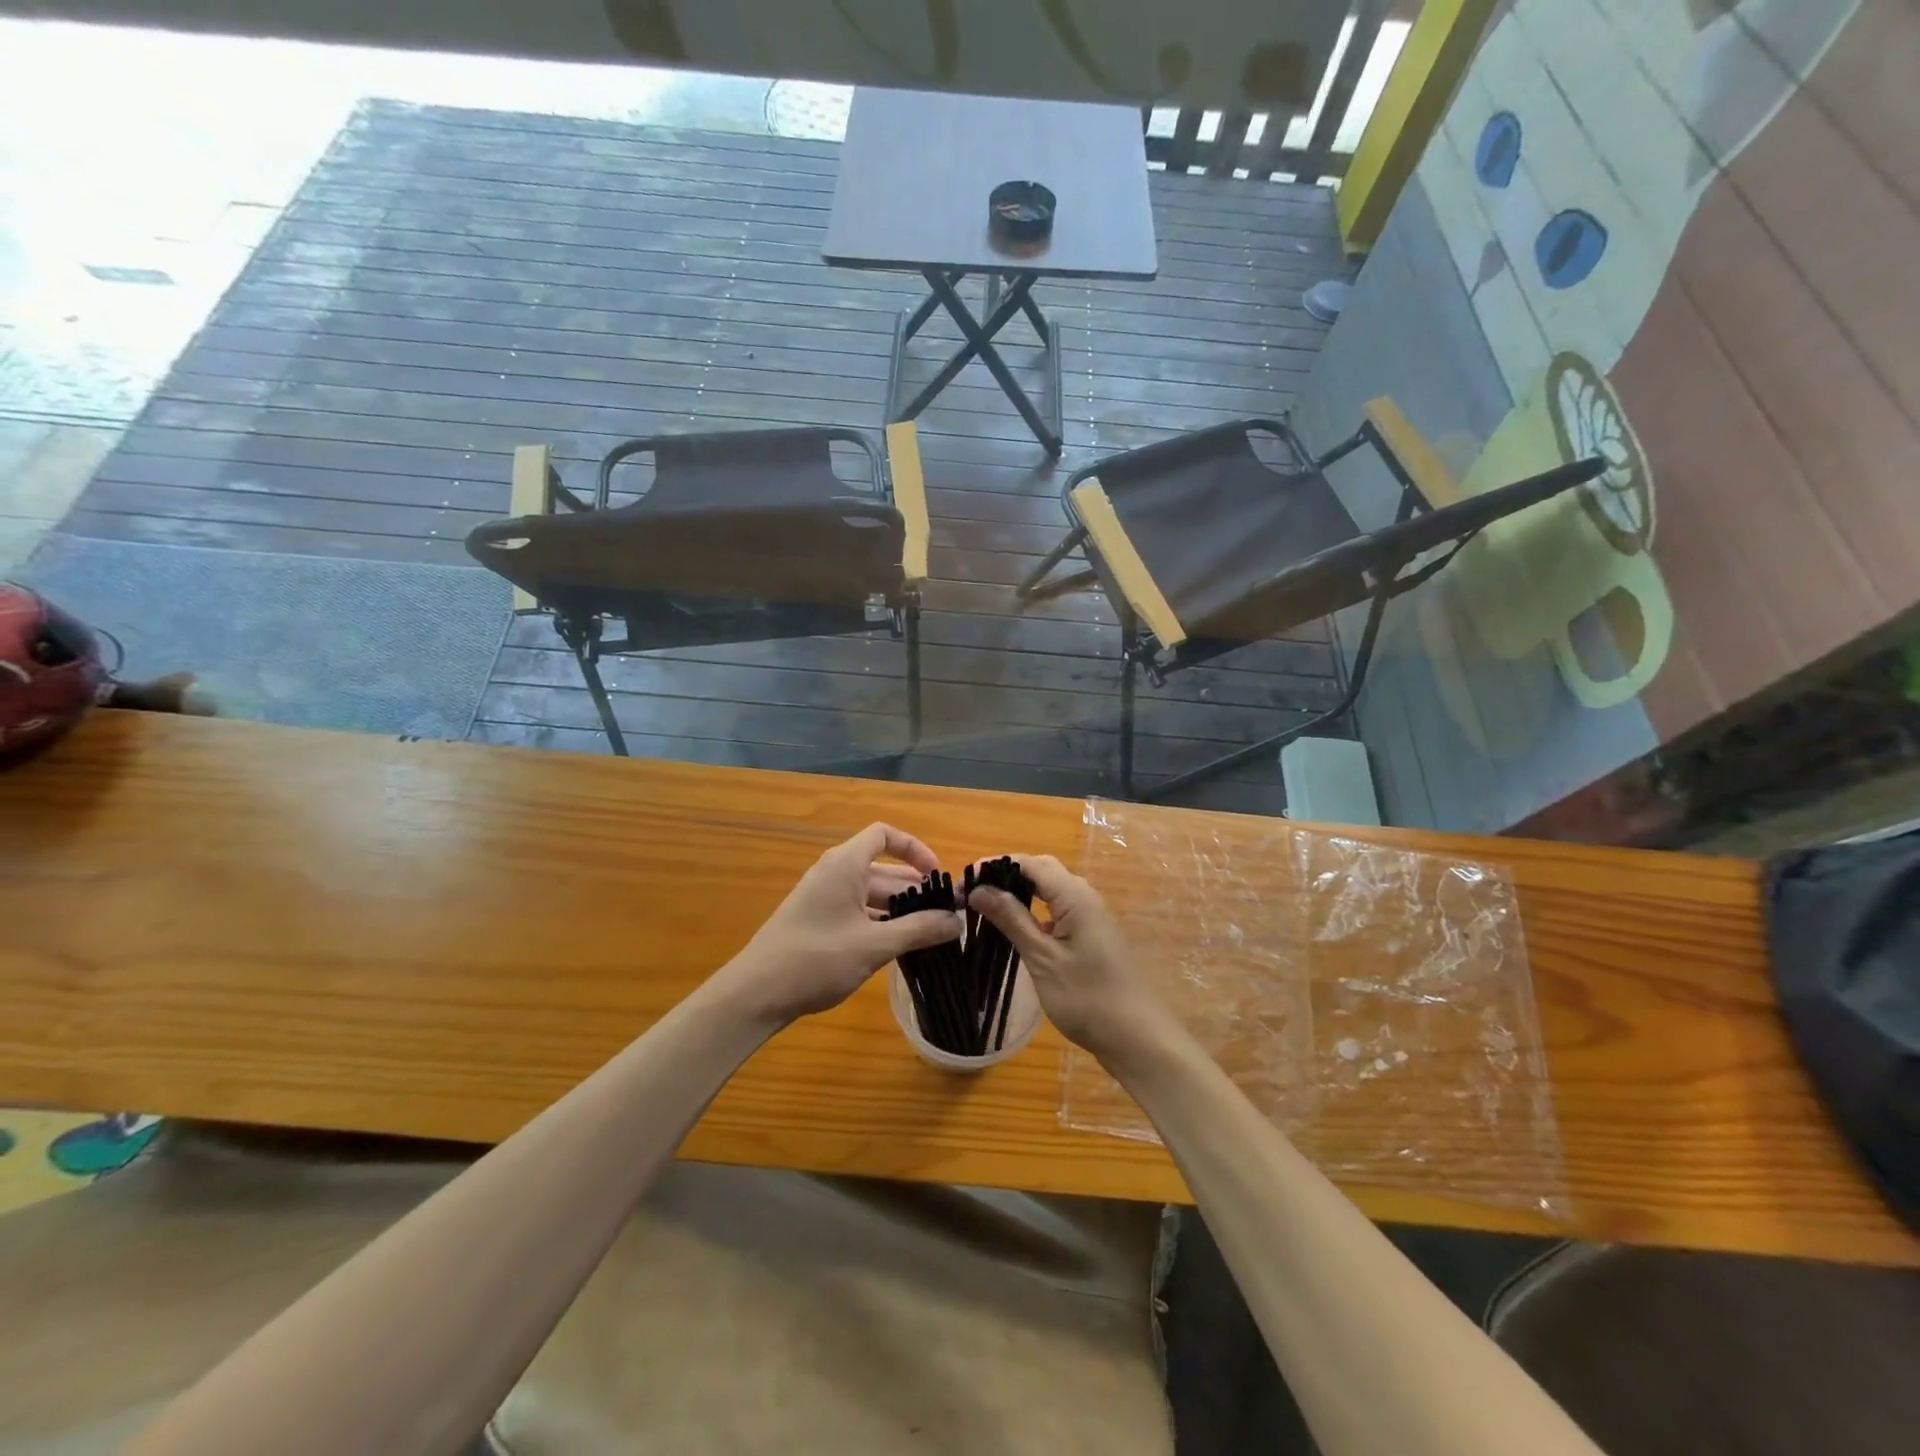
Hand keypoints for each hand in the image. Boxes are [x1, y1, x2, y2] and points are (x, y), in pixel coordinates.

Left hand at [724, 823, 961, 1023]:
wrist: (755, 994)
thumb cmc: (816, 960)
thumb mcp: (874, 945)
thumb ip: (918, 930)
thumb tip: (957, 922)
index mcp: (845, 865)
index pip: (884, 835)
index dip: (914, 849)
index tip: (936, 876)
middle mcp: (834, 873)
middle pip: (882, 869)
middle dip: (915, 889)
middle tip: (946, 915)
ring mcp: (823, 898)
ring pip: (870, 894)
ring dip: (899, 909)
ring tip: (929, 934)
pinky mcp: (817, 921)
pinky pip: (857, 911)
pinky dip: (880, 922)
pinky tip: (898, 947)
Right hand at [967, 855, 1170, 1061]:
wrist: (1136, 1037)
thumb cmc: (1087, 997)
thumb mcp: (1042, 957)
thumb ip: (1011, 919)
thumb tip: (979, 889)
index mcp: (1073, 895)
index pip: (1027, 863)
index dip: (993, 866)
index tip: (961, 882)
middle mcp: (1084, 895)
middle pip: (1040, 870)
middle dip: (1005, 875)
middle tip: (971, 895)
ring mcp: (1090, 915)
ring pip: (1050, 889)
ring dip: (1019, 893)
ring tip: (986, 908)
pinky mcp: (1091, 934)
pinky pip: (1057, 908)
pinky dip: (1033, 911)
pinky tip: (1016, 929)